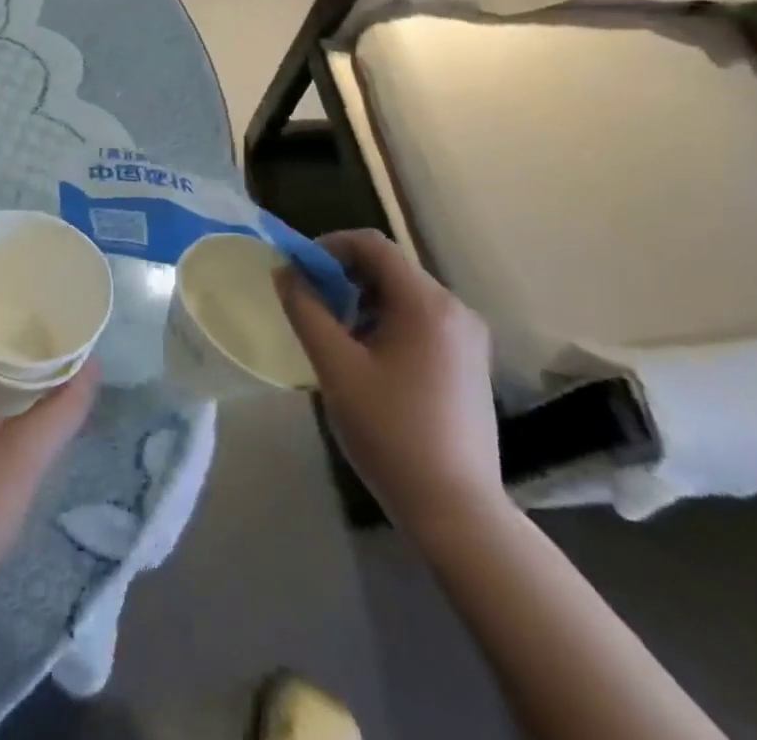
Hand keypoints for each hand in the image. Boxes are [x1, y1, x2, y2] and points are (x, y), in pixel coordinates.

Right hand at [276, 229, 503, 537]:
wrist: (457, 512)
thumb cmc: (391, 433)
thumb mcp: (336, 368)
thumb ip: (306, 311)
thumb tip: (285, 272)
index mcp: (426, 303)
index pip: (373, 245)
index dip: (330, 247)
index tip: (300, 271)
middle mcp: (455, 308)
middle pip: (390, 267)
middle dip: (344, 276)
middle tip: (312, 304)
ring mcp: (468, 337)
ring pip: (405, 294)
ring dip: (364, 300)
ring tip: (335, 334)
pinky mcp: (470, 361)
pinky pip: (422, 319)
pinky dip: (388, 321)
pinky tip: (368, 358)